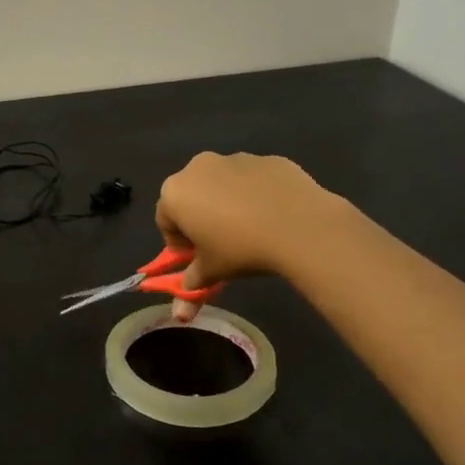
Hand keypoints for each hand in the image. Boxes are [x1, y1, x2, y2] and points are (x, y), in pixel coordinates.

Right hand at [155, 153, 339, 304]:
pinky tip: (272, 216)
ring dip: (226, 204)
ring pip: (222, 185)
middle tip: (220, 244)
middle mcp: (198, 167)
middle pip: (191, 196)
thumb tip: (182, 306)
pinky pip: (252, 180)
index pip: (165, 220)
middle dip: (200, 218)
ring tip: (250, 230)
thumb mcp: (212, 271)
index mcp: (175, 193)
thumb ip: (192, 282)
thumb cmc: (240, 248)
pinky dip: (255, 194)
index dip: (178, 243)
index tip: (196, 258)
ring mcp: (235, 158)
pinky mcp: (267, 159)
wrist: (299, 225)